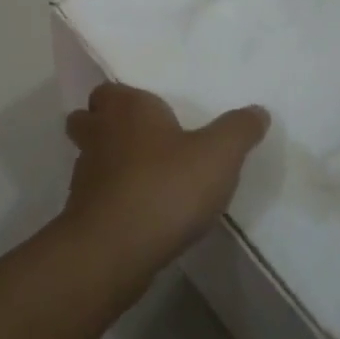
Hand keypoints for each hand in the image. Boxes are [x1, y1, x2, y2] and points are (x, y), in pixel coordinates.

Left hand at [63, 84, 270, 275]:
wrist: (115, 248)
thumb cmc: (166, 186)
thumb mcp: (218, 155)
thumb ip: (238, 130)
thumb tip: (258, 111)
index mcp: (126, 108)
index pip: (109, 91)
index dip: (124, 100)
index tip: (150, 113)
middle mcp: (98, 133)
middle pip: (88, 119)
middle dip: (104, 125)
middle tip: (139, 140)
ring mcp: (84, 173)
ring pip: (89, 157)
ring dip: (108, 163)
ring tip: (143, 177)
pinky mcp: (81, 211)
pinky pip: (95, 194)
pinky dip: (110, 197)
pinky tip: (138, 212)